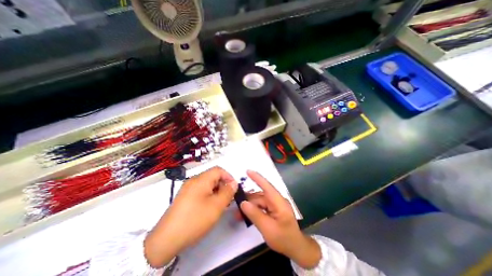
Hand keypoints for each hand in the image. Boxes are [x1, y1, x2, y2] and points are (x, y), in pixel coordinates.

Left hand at [144, 166, 236, 266]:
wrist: (166, 240)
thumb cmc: (195, 219)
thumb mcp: (216, 206)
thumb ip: (228, 192)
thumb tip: (234, 183)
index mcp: (201, 180)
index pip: (218, 170)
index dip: (228, 176)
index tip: (234, 188)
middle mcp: (193, 181)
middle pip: (212, 176)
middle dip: (223, 185)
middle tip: (228, 198)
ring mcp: (187, 189)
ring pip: (207, 184)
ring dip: (216, 190)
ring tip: (220, 203)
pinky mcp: (184, 197)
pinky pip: (200, 191)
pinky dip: (209, 195)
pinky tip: (210, 206)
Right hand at [240, 170, 322, 268]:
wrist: (296, 248)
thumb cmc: (284, 239)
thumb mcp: (268, 229)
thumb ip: (255, 215)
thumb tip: (243, 203)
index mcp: (278, 202)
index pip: (267, 186)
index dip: (257, 178)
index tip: (247, 171)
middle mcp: (277, 200)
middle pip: (260, 196)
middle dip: (248, 199)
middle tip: (235, 204)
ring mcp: (275, 205)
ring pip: (259, 201)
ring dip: (249, 206)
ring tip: (238, 214)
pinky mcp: (273, 209)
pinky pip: (261, 206)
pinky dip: (254, 210)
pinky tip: (246, 215)